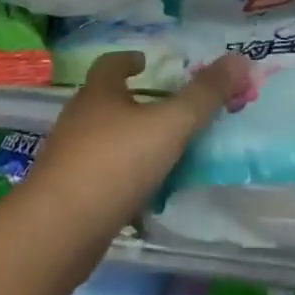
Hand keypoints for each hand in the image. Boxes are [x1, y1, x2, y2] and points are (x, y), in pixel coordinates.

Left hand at [24, 51, 246, 243]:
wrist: (54, 234)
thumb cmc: (113, 164)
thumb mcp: (169, 126)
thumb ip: (204, 96)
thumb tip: (240, 59)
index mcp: (99, 93)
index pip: (111, 64)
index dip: (129, 60)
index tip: (146, 62)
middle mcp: (79, 119)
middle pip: (105, 100)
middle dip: (132, 101)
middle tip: (165, 108)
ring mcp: (68, 159)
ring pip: (101, 139)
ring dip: (127, 141)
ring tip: (160, 152)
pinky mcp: (65, 197)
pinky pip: (98, 177)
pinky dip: (119, 178)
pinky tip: (141, 195)